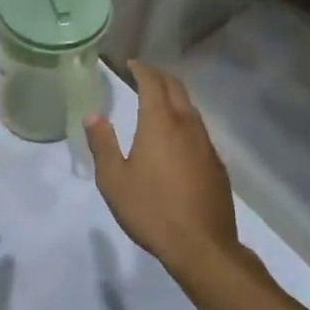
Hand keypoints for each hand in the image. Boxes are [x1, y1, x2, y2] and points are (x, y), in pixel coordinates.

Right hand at [83, 63, 237, 275]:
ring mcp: (206, 144)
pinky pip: (199, 129)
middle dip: (160, 76)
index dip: (142, 69)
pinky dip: (185, 119)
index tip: (131, 64)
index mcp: (160, 124)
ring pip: (191, 108)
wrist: (201, 245)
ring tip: (159, 100)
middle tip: (144, 74)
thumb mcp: (114, 179)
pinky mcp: (216, 164)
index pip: (153, 83)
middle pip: (176, 89)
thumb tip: (93, 115)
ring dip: (174, 97)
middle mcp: (187, 126)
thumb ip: (103, 144)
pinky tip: (177, 137)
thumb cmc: (151, 209)